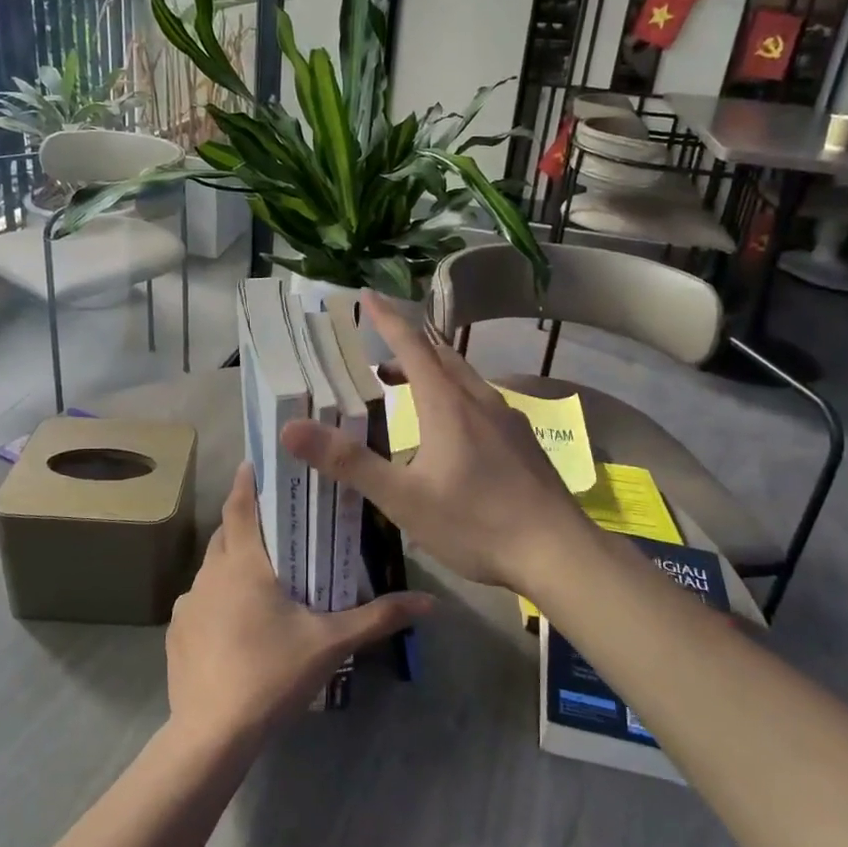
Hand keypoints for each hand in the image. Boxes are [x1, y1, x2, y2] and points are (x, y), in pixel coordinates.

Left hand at [165, 462, 431, 744]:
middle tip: (276, 525)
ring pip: (211, 568)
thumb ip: (378, 618)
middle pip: (226, 534)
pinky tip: (236, 625)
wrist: (212, 734)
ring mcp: (188, 604)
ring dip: (232, 563)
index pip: (240, 506)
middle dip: (246, 523)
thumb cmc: (273, 674)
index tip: (255, 463)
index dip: (246, 481)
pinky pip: (200, 601)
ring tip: (260, 577)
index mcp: (244, 565)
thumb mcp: (331, 643)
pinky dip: (217, 599)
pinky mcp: (177, 633)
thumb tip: (430, 603)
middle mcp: (210, 574)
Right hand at [280, 295, 597, 592]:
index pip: (412, 345)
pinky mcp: (523, 441)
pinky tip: (453, 431)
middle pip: (441, 356)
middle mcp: (479, 400)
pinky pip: (482, 401)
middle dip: (408, 347)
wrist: (557, 551)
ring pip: (464, 379)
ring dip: (432, 372)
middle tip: (379, 357)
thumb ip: (348, 462)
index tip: (366, 295)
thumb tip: (290, 429)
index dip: (387, 319)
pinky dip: (455, 396)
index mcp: (447, 404)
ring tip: (407, 390)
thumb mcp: (402, 498)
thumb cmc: (475, 522)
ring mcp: (507, 419)